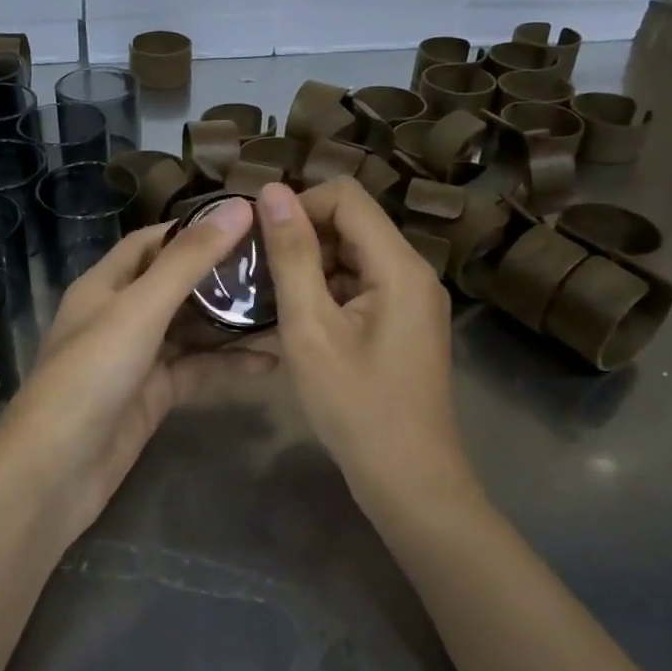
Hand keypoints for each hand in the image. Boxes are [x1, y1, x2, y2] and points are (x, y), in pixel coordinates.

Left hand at [0, 198, 276, 535]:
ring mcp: (138, 357)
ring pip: (191, 329)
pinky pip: (196, 369)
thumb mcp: (141, 309)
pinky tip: (272, 361)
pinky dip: (229, 365)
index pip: (152, 241)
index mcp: (105, 284)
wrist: (57, 471)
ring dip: (231, 320)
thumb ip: (189, 261)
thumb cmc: (91, 374)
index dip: (194, 228)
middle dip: (221, 274)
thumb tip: (238, 208)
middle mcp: (120, 314)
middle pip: (176, 283)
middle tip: (279, 264)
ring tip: (286, 306)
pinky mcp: (153, 395)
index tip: (246, 220)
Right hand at [256, 179, 473, 516]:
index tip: (260, 242)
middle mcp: (413, 272)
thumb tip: (272, 191)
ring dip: (309, 269)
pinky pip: (359, 286)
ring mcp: (410, 299)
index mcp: (399, 265)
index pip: (345, 196)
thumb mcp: (311, 328)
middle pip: (350, 224)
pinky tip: (295, 324)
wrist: (409, 480)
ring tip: (270, 302)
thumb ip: (292, 255)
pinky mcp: (402, 323)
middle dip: (301, 240)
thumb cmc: (356, 406)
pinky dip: (324, 294)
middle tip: (259, 277)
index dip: (298, 207)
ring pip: (351, 256)